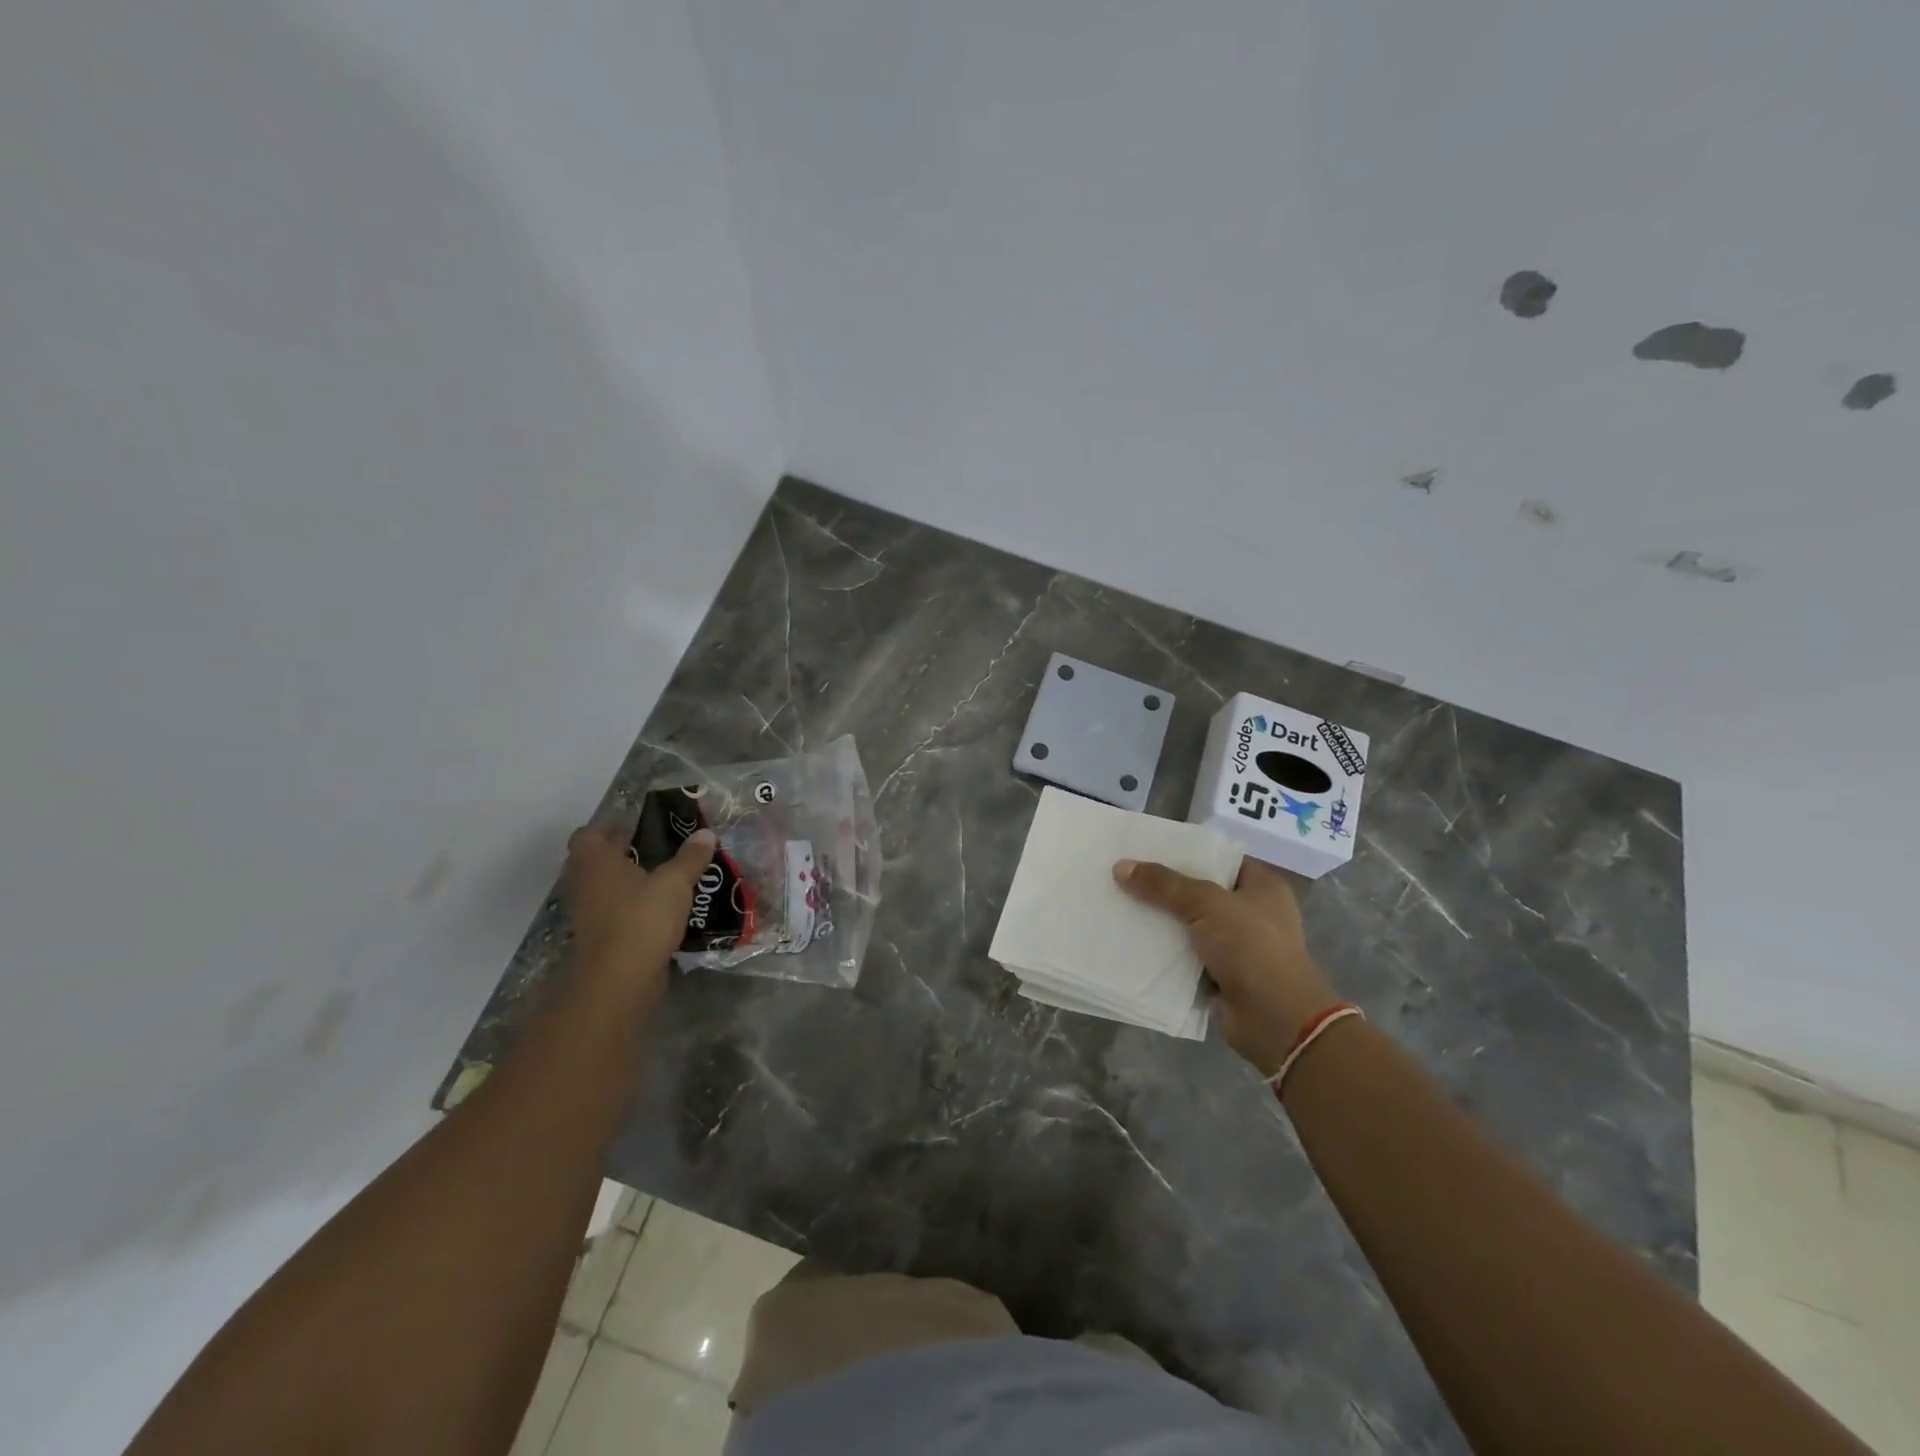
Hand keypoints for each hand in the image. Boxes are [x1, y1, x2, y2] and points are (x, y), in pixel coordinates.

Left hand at [563, 824, 715, 1006]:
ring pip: (607, 888)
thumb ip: (690, 858)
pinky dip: (635, 906)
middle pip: (597, 861)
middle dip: (623, 852)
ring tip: (666, 874)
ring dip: (629, 880)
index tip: (634, 823)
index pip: (587, 835)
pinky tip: (663, 907)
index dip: (607, 826)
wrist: (620, 981)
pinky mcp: (603, 939)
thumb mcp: (675, 883)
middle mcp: (587, 886)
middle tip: (658, 845)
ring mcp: (592, 915)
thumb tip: (706, 833)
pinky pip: (617, 912)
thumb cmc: (641, 919)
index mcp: (597, 863)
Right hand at [1115, 856, 1338, 1076]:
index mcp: (1261, 886)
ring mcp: (1236, 946)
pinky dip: (1162, 952)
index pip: (1218, 859)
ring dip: (1160, 921)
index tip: (1146, 848)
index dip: (1184, 852)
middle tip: (1124, 875)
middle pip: (1198, 892)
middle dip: (1164, 888)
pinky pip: (1184, 956)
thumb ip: (1164, 885)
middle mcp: (1251, 913)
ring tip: (1118, 904)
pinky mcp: (1220, 975)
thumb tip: (1120, 866)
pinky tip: (1130, 941)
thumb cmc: (1252, 949)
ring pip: (1188, 925)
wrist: (1276, 1022)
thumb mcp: (1207, 905)